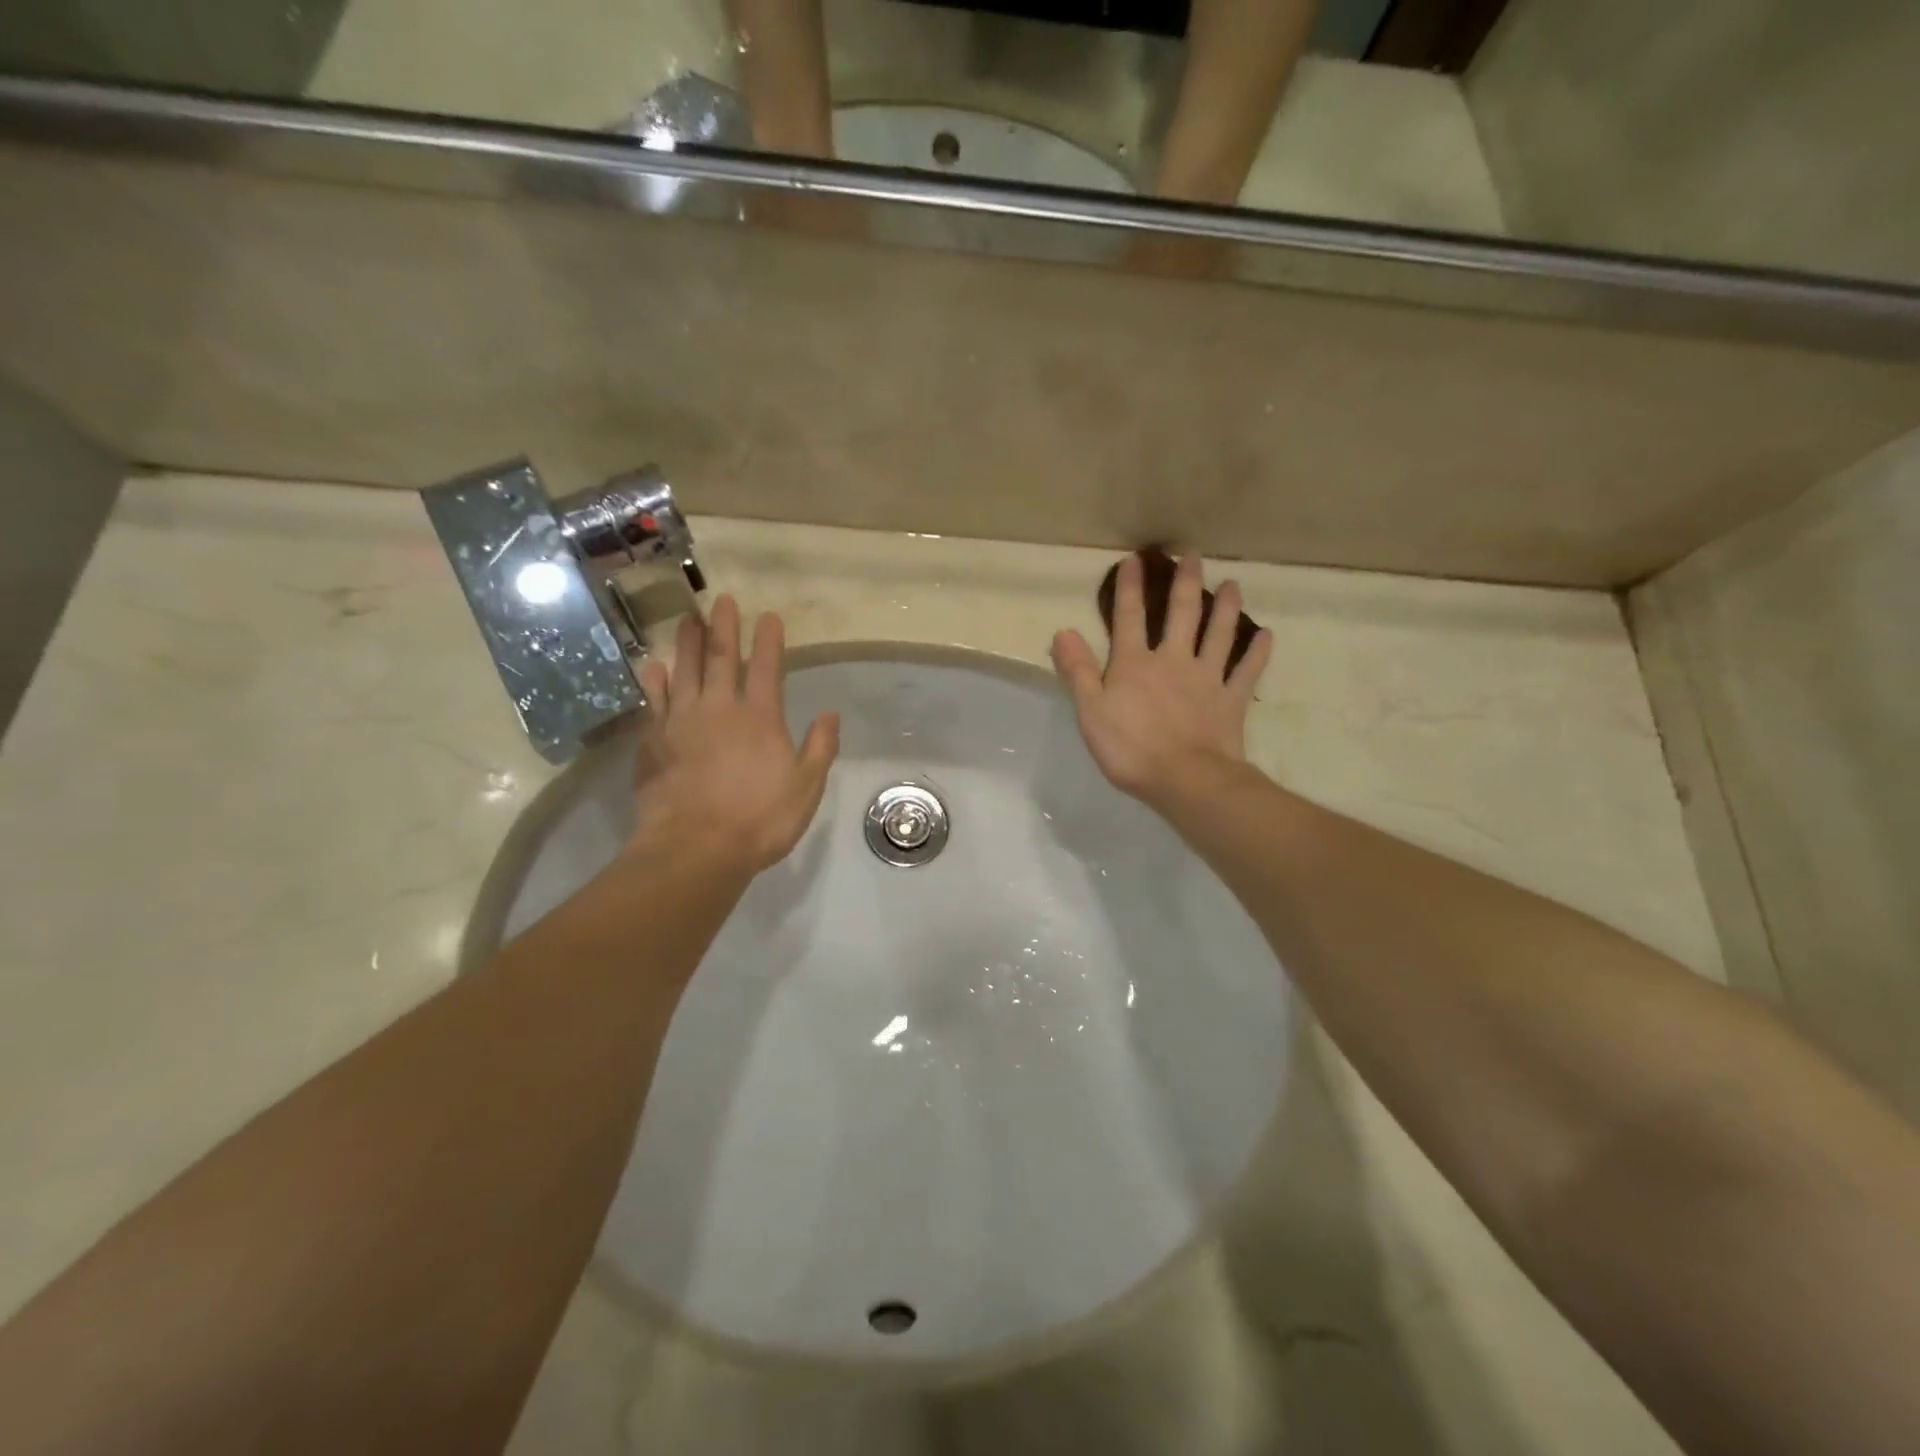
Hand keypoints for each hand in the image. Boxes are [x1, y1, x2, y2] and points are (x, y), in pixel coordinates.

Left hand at [633, 596, 839, 874]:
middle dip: (724, 627)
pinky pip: (653, 700)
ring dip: (687, 642)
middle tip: (722, 600)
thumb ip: (820, 747)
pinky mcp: (654, 740)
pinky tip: (654, 667)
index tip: (769, 616)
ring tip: (688, 618)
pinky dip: (654, 680)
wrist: (695, 847)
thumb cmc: (760, 819)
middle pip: (721, 657)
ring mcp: (681, 721)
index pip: (766, 667)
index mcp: (760, 717)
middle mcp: (719, 708)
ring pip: (684, 670)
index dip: (769, 640)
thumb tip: (830, 713)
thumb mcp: (806, 787)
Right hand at [1050, 553, 1270, 809]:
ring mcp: (1207, 678)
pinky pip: (1247, 671)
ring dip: (1226, 608)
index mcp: (1135, 664)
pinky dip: (1258, 652)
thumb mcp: (1091, 712)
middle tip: (1193, 555)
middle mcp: (1173, 660)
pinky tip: (1266, 635)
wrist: (1186, 779)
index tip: (1135, 558)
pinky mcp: (1231, 700)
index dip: (1130, 587)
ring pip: (1219, 634)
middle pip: (1181, 614)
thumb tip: (1063, 631)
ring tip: (1233, 584)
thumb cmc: (1131, 749)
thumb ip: (1078, 671)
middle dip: (1185, 583)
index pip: (1129, 617)